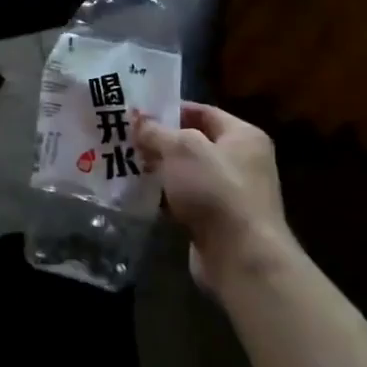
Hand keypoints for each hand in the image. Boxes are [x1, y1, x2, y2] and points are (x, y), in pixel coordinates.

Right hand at [135, 102, 295, 297]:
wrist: (241, 257)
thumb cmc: (215, 190)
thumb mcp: (181, 149)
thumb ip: (156, 131)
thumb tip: (137, 119)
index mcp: (243, 136)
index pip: (202, 112)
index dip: (169, 109)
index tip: (136, 112)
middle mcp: (241, 161)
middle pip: (193, 142)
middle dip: (159, 141)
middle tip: (124, 138)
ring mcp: (229, 193)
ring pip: (185, 173)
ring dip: (158, 170)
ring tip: (123, 163)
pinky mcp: (216, 221)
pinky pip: (184, 200)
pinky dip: (163, 197)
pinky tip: (138, 194)